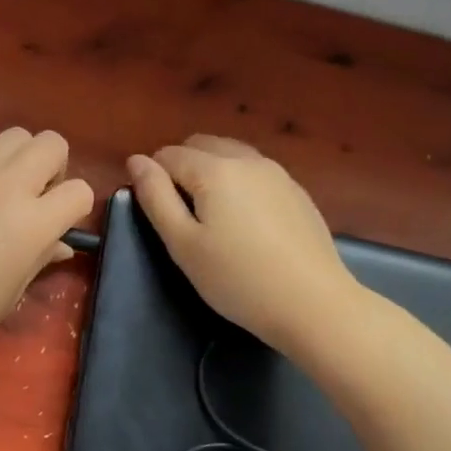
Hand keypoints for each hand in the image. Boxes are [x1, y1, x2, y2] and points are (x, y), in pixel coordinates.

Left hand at [0, 128, 93, 361]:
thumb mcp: (10, 294)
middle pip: (52, 143)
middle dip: (54, 167)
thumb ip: (40, 259)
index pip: (80, 192)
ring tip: (0, 189)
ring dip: (17, 159)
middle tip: (35, 197)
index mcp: (33, 223)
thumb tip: (59, 244)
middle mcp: (8, 185)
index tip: (59, 225)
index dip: (75, 209)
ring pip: (14, 136)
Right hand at [126, 135, 362, 352]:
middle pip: (200, 145)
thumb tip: (136, 161)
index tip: (159, 216)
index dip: (154, 179)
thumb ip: (155, 197)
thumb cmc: (237, 279)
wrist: (315, 305)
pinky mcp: (297, 193)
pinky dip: (238, 183)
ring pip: (230, 154)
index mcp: (215, 170)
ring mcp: (278, 174)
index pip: (168, 155)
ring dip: (211, 172)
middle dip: (181, 168)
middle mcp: (247, 160)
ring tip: (211, 218)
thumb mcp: (182, 243)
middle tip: (181, 215)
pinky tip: (245, 224)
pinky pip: (255, 172)